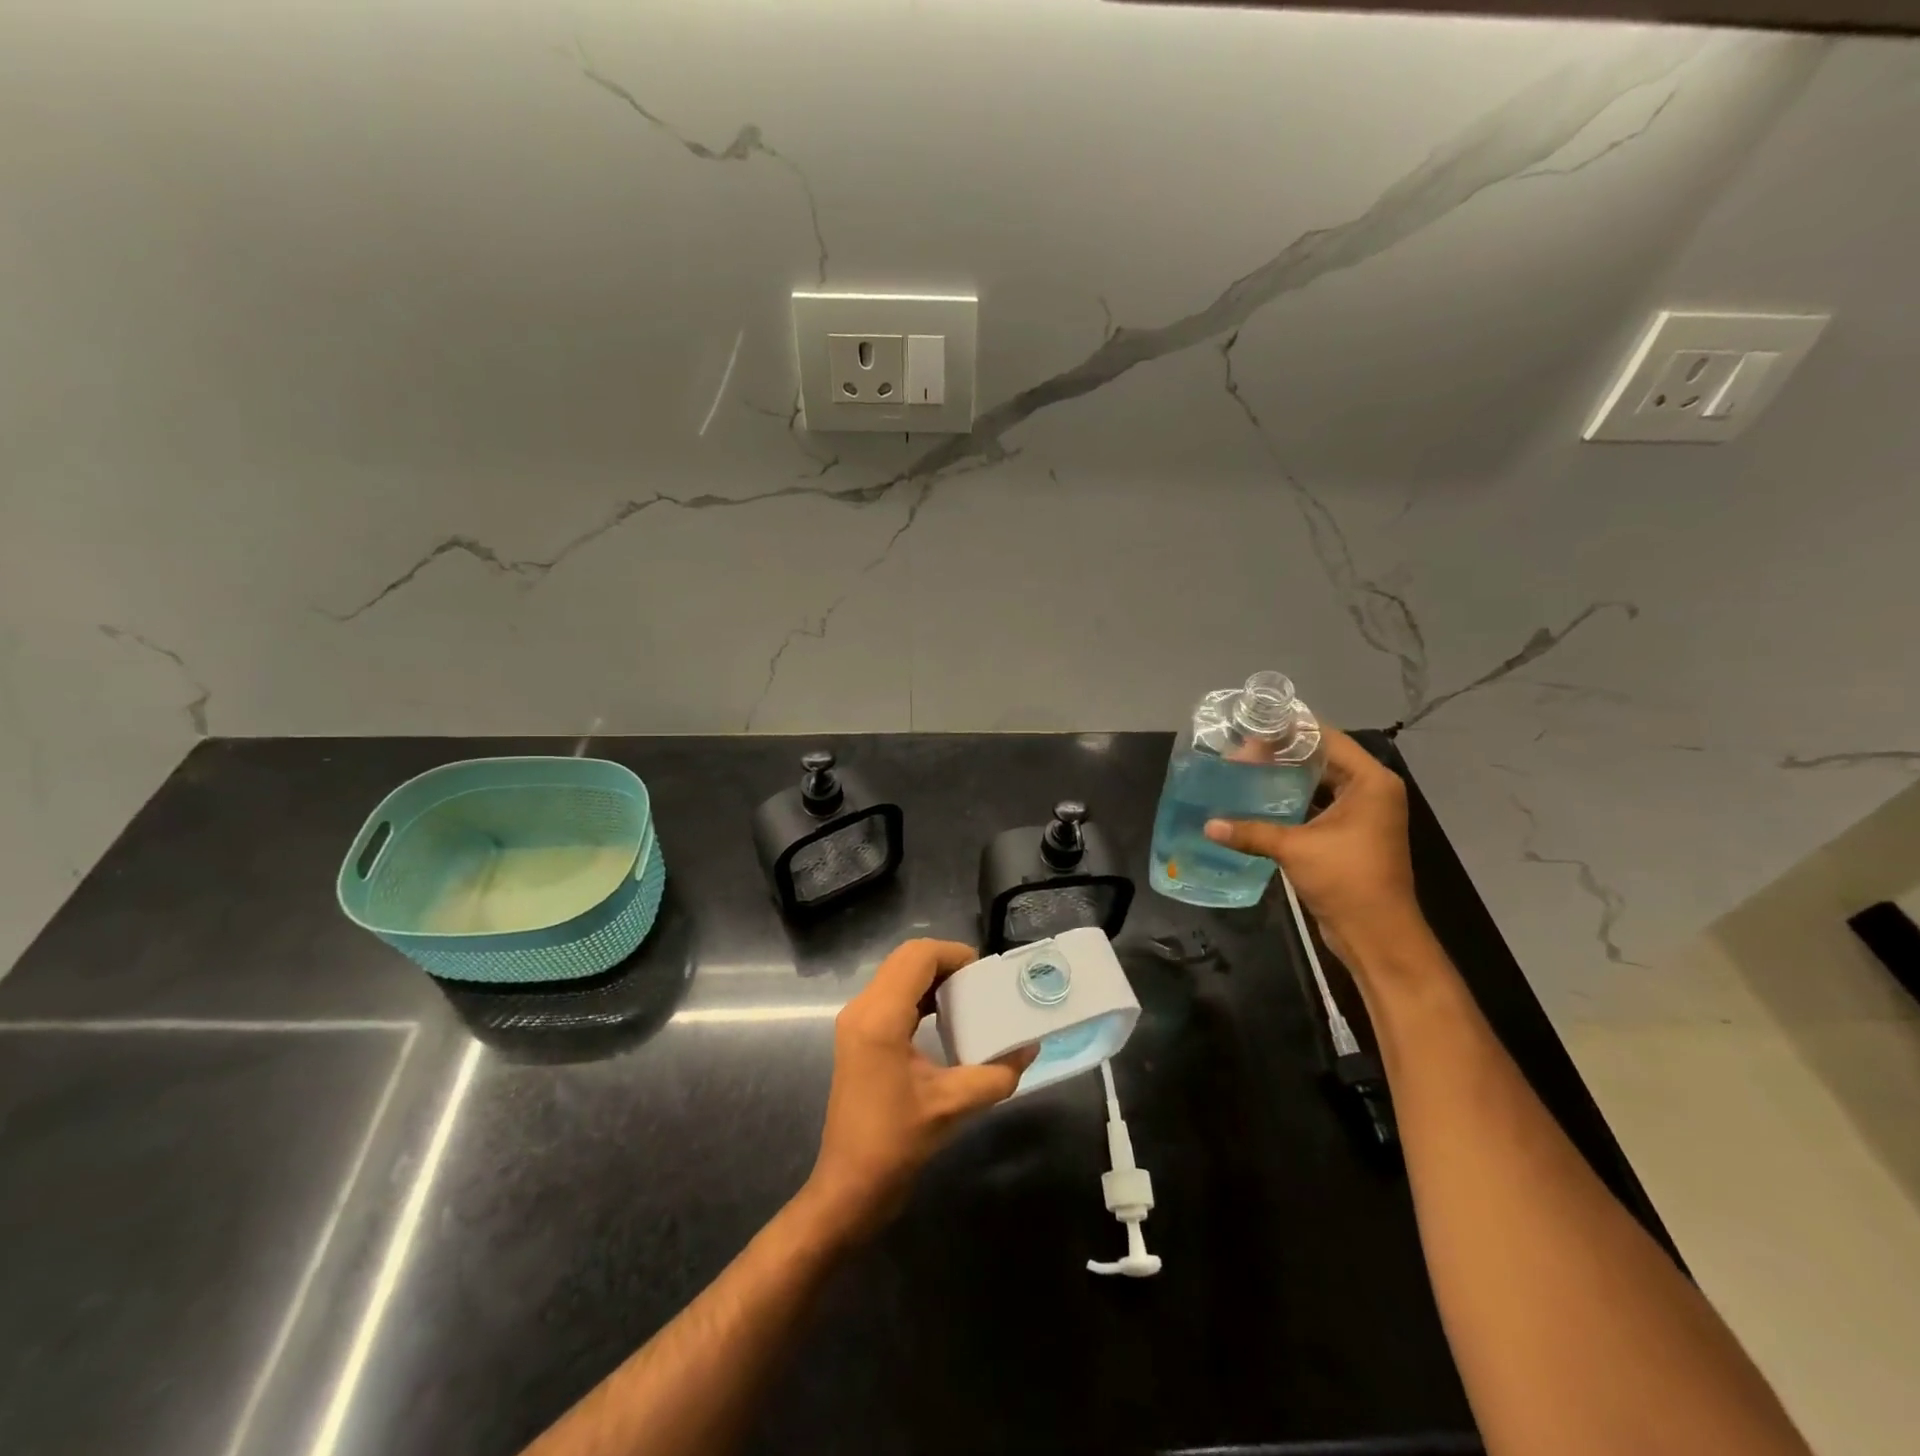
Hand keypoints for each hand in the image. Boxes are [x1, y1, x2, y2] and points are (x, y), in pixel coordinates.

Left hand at [797, 939, 1035, 1244]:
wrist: (849, 1186)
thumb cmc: (896, 1143)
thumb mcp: (953, 1106)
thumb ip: (997, 1074)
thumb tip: (1029, 1048)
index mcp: (880, 1017)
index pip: (917, 956)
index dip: (954, 954)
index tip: (985, 974)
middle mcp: (862, 1008)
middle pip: (905, 958)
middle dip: (945, 962)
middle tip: (979, 984)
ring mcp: (855, 1021)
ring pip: (896, 974)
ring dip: (931, 977)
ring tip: (967, 998)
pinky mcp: (857, 1035)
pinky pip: (890, 995)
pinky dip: (918, 994)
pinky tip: (943, 1018)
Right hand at [1203, 728, 1422, 966]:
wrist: (1377, 934)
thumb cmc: (1347, 880)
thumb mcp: (1295, 849)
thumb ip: (1251, 832)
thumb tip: (1207, 825)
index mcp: (1370, 782)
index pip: (1327, 739)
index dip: (1290, 730)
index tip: (1253, 726)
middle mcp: (1370, 791)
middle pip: (1322, 758)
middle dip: (1283, 754)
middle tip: (1240, 750)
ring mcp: (1362, 813)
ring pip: (1318, 782)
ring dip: (1286, 777)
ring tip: (1244, 770)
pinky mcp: (1350, 834)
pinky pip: (1317, 804)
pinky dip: (1292, 800)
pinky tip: (1259, 800)